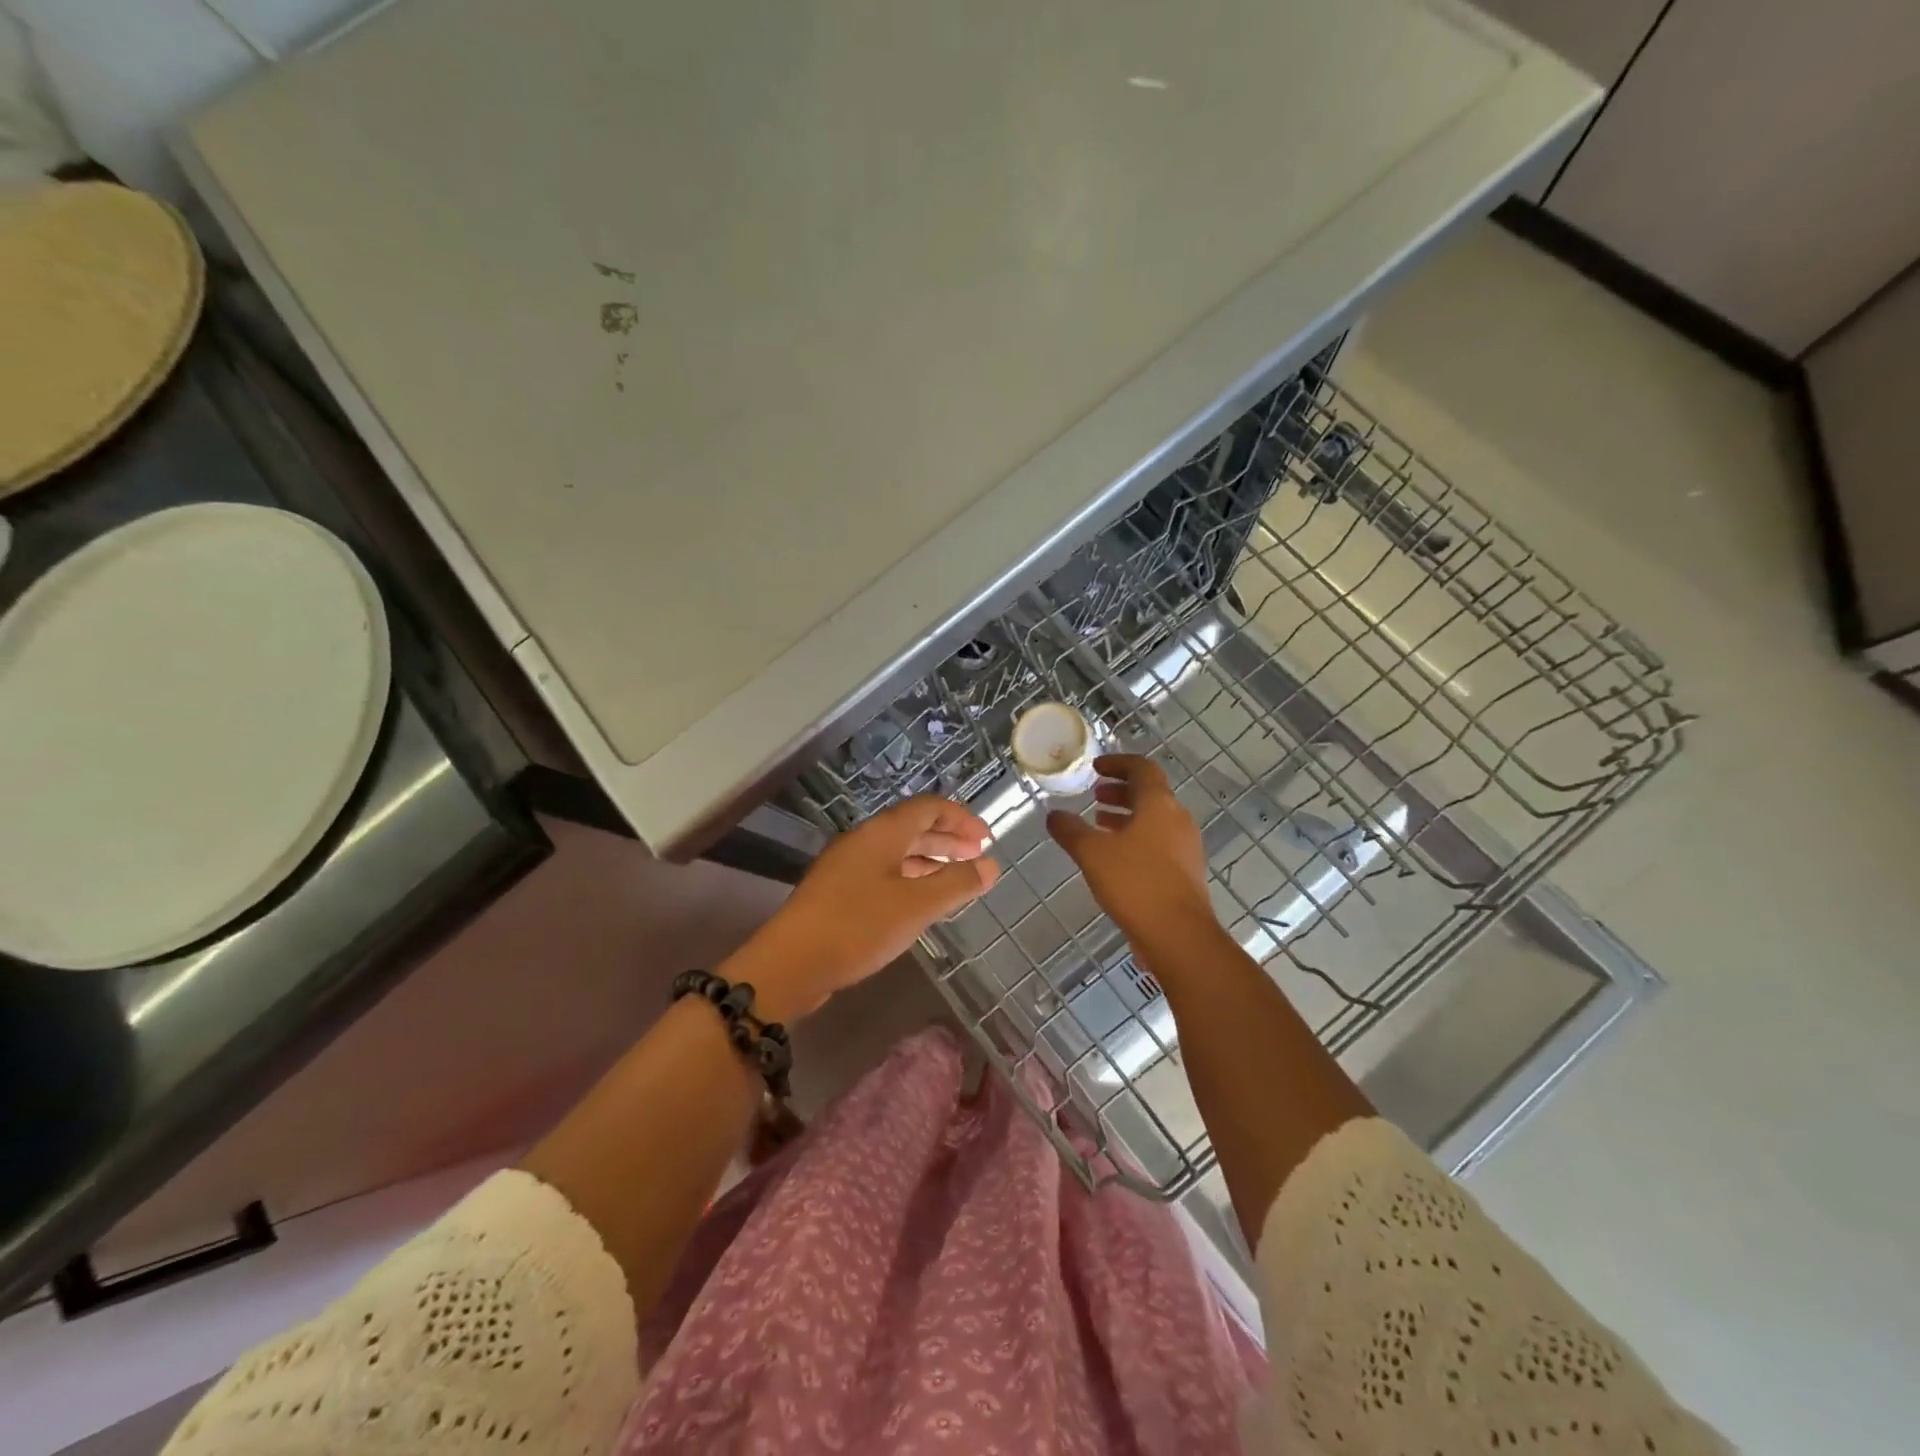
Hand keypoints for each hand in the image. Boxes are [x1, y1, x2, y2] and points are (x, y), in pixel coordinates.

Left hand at [724, 796, 999, 1019]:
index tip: (987, 840)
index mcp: (882, 833)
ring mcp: (847, 866)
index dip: (961, 818)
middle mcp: (864, 841)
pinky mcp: (838, 892)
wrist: (791, 962)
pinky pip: (884, 873)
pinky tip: (921, 901)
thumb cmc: (858, 926)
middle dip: (948, 839)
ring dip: (930, 860)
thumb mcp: (917, 906)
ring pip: (898, 852)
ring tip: (956, 879)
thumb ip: (957, 884)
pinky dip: (910, 879)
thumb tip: (991, 865)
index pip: (929, 807)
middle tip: (978, 857)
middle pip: (913, 827)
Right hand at [1047, 755, 1216, 952]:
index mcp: (1159, 804)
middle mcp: (1177, 819)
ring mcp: (1185, 846)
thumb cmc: (1135, 883)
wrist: (1179, 935)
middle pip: (1150, 793)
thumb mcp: (1092, 853)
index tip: (1096, 767)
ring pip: (1154, 819)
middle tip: (1094, 795)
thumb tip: (1053, 815)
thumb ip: (1070, 830)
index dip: (1118, 763)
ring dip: (1127, 815)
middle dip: (1120, 790)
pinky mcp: (1185, 871)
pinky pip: (1158, 841)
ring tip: (1099, 823)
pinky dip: (1136, 837)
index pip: (1142, 768)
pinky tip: (1115, 856)